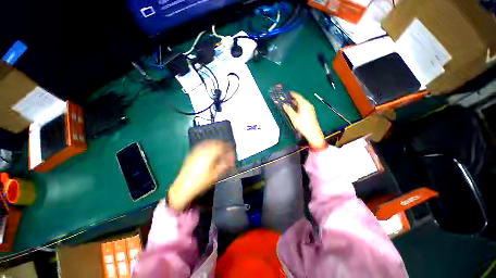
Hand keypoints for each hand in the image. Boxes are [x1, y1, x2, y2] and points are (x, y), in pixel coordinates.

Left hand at [168, 140, 234, 210]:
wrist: (183, 187)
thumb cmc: (201, 182)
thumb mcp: (216, 175)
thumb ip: (225, 165)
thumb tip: (231, 159)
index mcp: (210, 154)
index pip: (222, 146)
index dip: (229, 148)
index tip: (232, 151)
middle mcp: (203, 150)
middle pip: (216, 142)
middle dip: (223, 145)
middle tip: (227, 150)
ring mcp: (196, 151)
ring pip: (209, 143)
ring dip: (216, 144)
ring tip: (220, 150)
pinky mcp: (192, 154)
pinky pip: (203, 145)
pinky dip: (209, 146)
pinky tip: (210, 151)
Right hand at [283, 92, 325, 148]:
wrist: (313, 133)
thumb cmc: (303, 125)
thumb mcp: (293, 117)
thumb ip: (288, 110)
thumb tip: (284, 105)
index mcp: (304, 104)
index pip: (298, 96)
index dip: (292, 94)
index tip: (288, 93)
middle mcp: (308, 105)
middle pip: (300, 100)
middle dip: (293, 99)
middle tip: (286, 99)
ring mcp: (310, 109)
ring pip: (301, 104)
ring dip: (295, 104)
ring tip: (289, 105)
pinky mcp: (310, 113)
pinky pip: (303, 107)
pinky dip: (298, 107)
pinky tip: (295, 111)